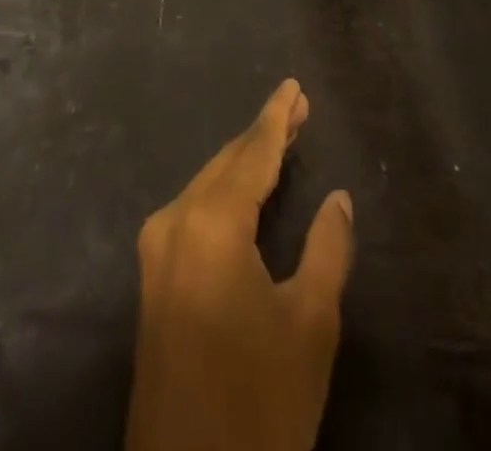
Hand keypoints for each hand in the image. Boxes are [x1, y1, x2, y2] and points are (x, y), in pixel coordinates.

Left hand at [126, 80, 354, 450]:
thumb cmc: (258, 404)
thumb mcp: (310, 325)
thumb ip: (327, 250)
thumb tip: (338, 199)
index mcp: (210, 223)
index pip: (251, 154)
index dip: (277, 117)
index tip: (293, 86)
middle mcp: (175, 222)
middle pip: (226, 163)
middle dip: (262, 136)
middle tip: (298, 110)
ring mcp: (157, 252)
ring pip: (207, 185)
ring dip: (244, 163)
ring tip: (281, 141)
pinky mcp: (153, 280)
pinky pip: (194, 211)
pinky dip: (225, 192)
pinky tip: (246, 191)